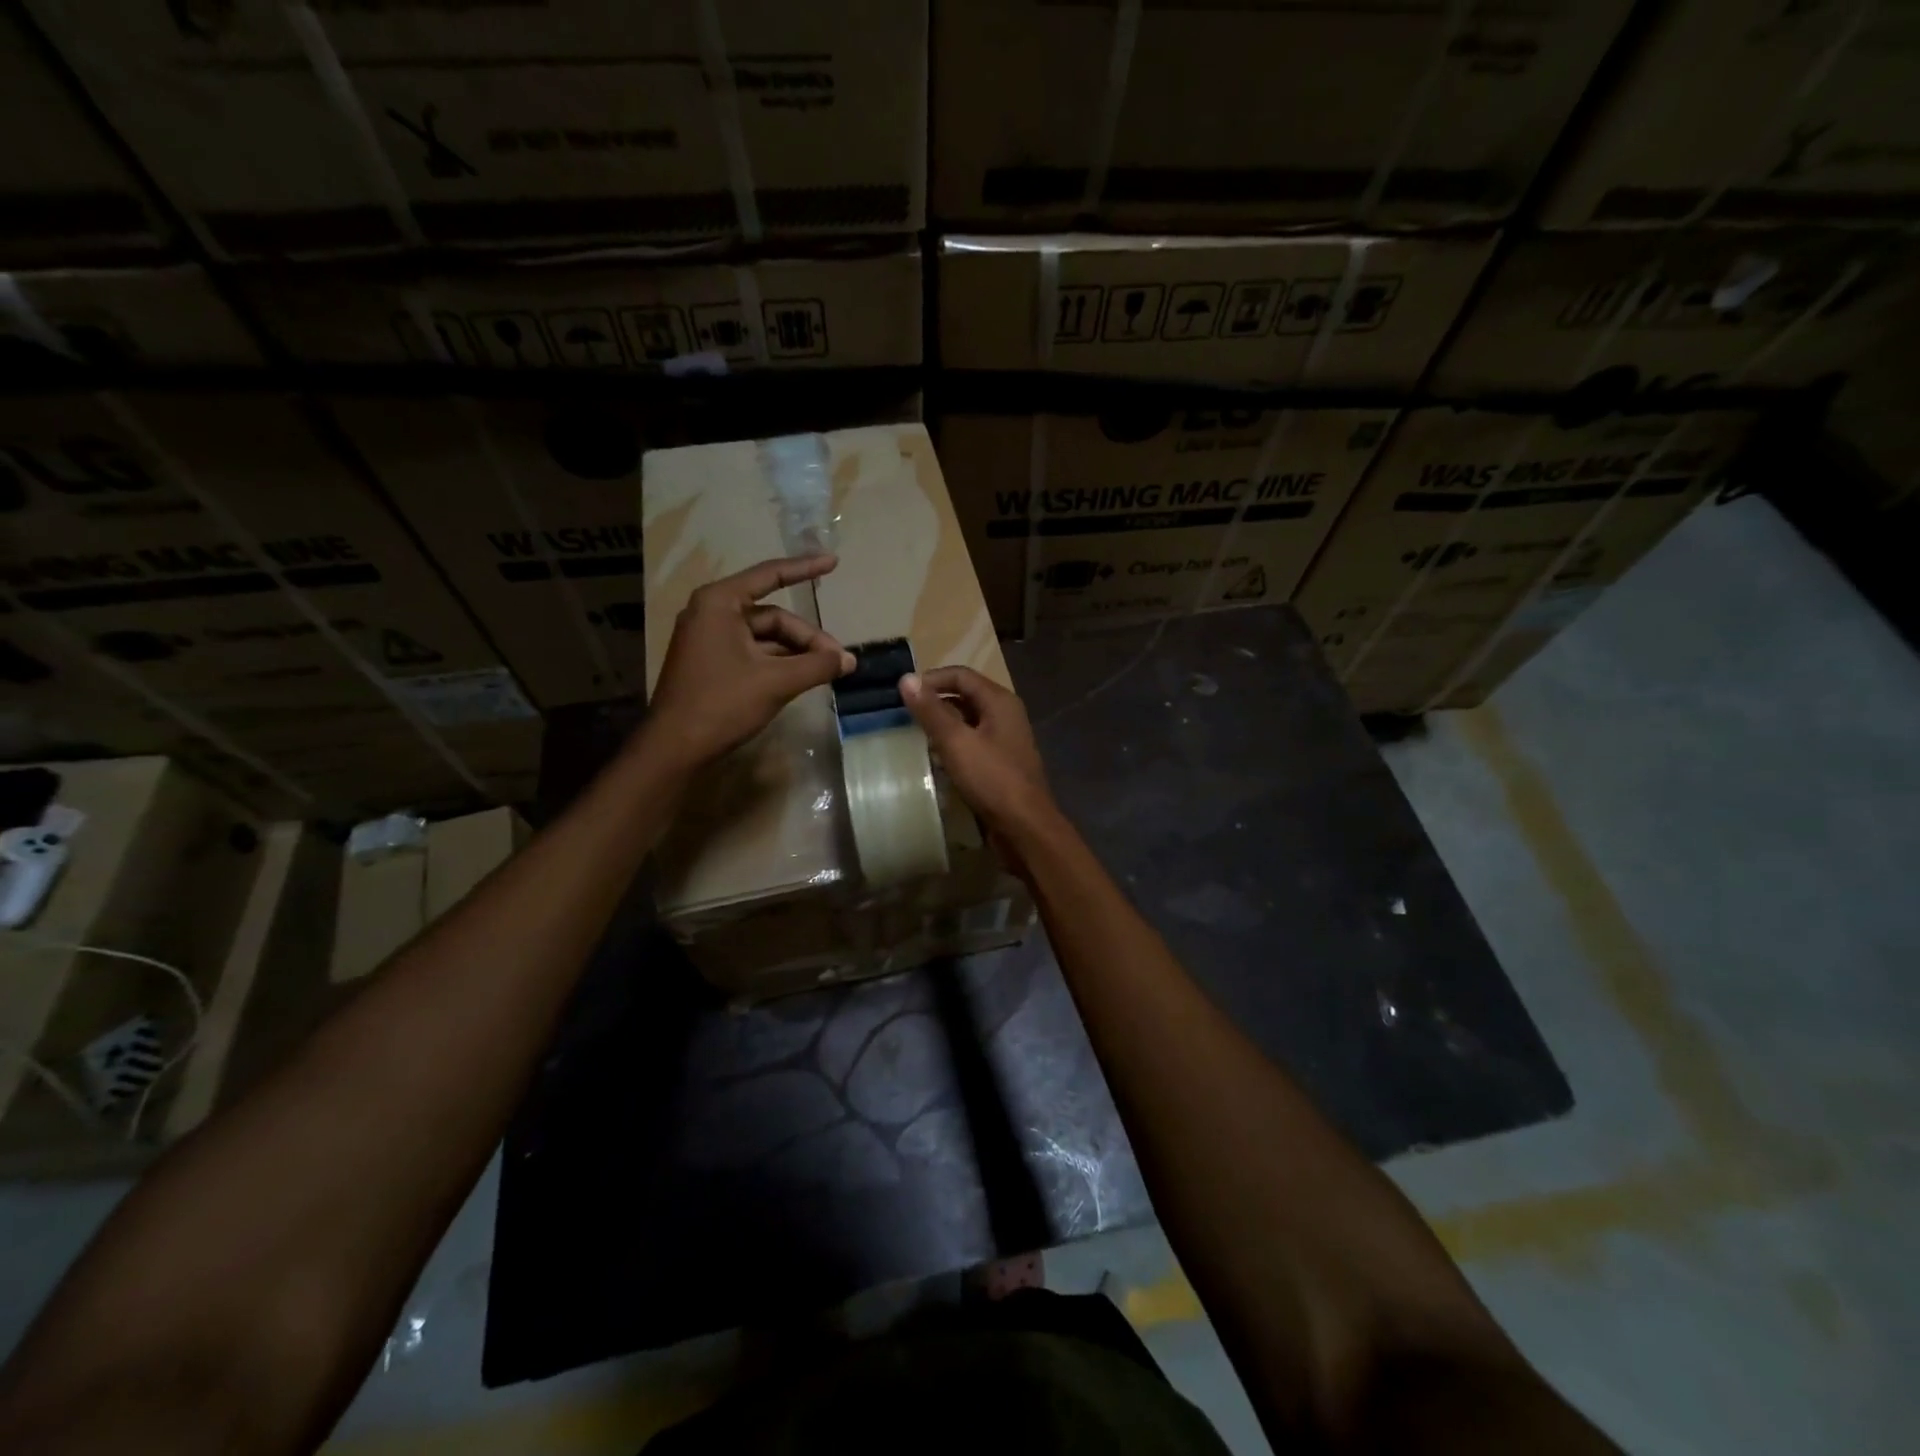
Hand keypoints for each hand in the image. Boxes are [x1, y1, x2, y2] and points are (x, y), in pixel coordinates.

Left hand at [647, 555, 854, 767]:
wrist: (675, 747)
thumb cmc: (722, 703)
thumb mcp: (777, 682)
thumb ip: (817, 666)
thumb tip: (850, 659)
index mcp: (720, 602)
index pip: (770, 575)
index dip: (805, 569)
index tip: (833, 563)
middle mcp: (711, 612)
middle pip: (773, 615)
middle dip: (807, 637)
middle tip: (837, 661)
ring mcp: (709, 639)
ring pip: (765, 637)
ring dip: (796, 652)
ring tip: (824, 672)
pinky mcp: (711, 662)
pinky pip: (753, 652)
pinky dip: (778, 663)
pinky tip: (801, 679)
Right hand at [900, 666, 1061, 852]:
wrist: (1025, 826)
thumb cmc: (992, 779)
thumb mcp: (956, 742)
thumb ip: (931, 711)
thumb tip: (906, 679)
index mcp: (999, 701)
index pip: (961, 675)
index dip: (931, 679)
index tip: (903, 693)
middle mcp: (1005, 714)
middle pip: (965, 696)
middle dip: (935, 702)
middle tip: (904, 714)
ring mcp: (1005, 740)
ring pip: (968, 721)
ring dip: (943, 725)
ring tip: (914, 734)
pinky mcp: (1001, 763)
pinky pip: (973, 743)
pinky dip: (953, 745)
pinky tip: (935, 758)